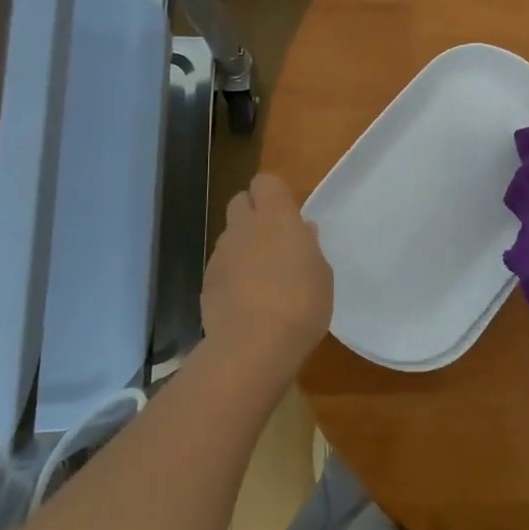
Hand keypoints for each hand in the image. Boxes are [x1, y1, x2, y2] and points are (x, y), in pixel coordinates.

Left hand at [201, 174, 332, 389]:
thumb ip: (309, 247)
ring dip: (243, 245)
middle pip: (240, 201)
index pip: (266, 182)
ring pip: (230, 235)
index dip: (274, 193)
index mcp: (277, 218)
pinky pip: (221, 266)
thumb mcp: (322, 274)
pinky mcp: (207, 283)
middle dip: (253, 213)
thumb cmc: (301, 305)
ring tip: (262, 275)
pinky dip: (232, 274)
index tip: (288, 213)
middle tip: (274, 239)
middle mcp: (244, 228)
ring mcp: (221, 255)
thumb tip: (302, 231)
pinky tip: (246, 300)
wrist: (253, 348)